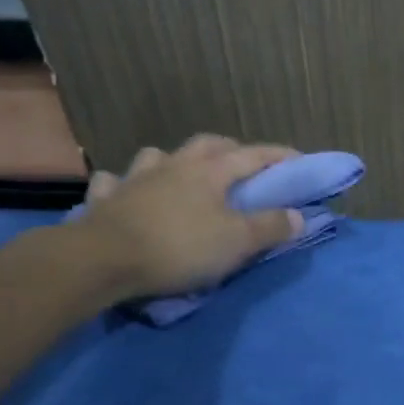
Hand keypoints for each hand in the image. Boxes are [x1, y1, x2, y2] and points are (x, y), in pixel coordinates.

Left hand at [64, 134, 304, 302]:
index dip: (280, 156)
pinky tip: (128, 192)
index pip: (254, 156)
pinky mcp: (107, 199)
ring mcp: (136, 178)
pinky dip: (126, 184)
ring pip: (159, 156)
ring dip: (176, 160)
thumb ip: (270, 227)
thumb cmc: (180, 247)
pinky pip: (116, 182)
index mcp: (210, 171)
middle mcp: (174, 165)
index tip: (300, 160)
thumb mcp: (237, 242)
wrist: (103, 259)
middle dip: (231, 150)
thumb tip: (298, 215)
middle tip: (244, 165)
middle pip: (207, 145)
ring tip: (184, 175)